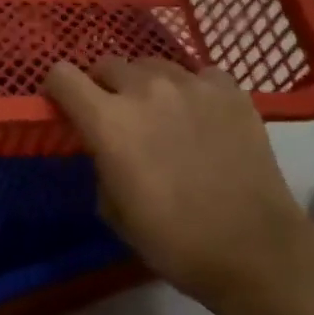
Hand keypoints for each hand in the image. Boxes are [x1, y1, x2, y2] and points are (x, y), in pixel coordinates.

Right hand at [44, 57, 313, 314]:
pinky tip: (202, 117)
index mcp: (108, 121)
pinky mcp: (229, 90)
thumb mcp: (114, 211)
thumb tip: (106, 148)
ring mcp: (191, 84)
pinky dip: (192, 90)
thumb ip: (100, 164)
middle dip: (103, 86)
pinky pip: (198, 75)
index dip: (58, 88)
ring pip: (153, 65)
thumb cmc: (175, 241)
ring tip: (162, 114)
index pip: (62, 75)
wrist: (255, 250)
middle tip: (117, 115)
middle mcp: (145, 89)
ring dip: (146, 85)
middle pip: (108, 64)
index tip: (65, 105)